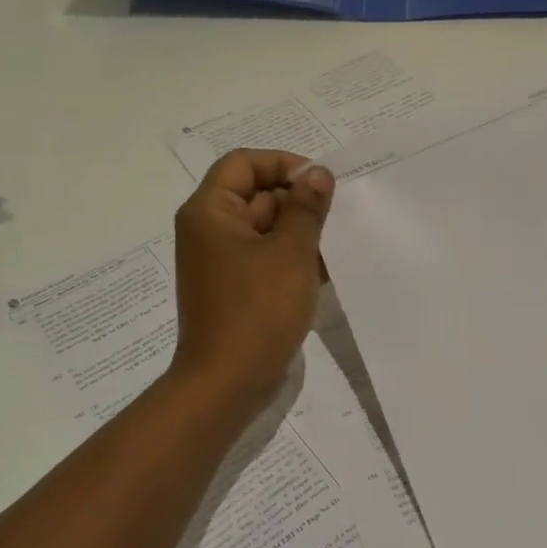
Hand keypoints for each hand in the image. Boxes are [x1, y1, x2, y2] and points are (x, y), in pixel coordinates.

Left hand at [169, 149, 333, 412]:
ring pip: (265, 229)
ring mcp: (221, 263)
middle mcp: (209, 231)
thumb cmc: (257, 310)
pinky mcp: (234, 290)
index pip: (244, 163)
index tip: (321, 184)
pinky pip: (264, 260)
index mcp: (210, 212)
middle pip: (256, 195)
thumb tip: (317, 174)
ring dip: (299, 233)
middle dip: (298, 202)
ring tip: (336, 246)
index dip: (283, 165)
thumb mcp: (291, 252)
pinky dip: (291, 260)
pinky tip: (325, 272)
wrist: (226, 383)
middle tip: (336, 218)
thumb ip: (306, 208)